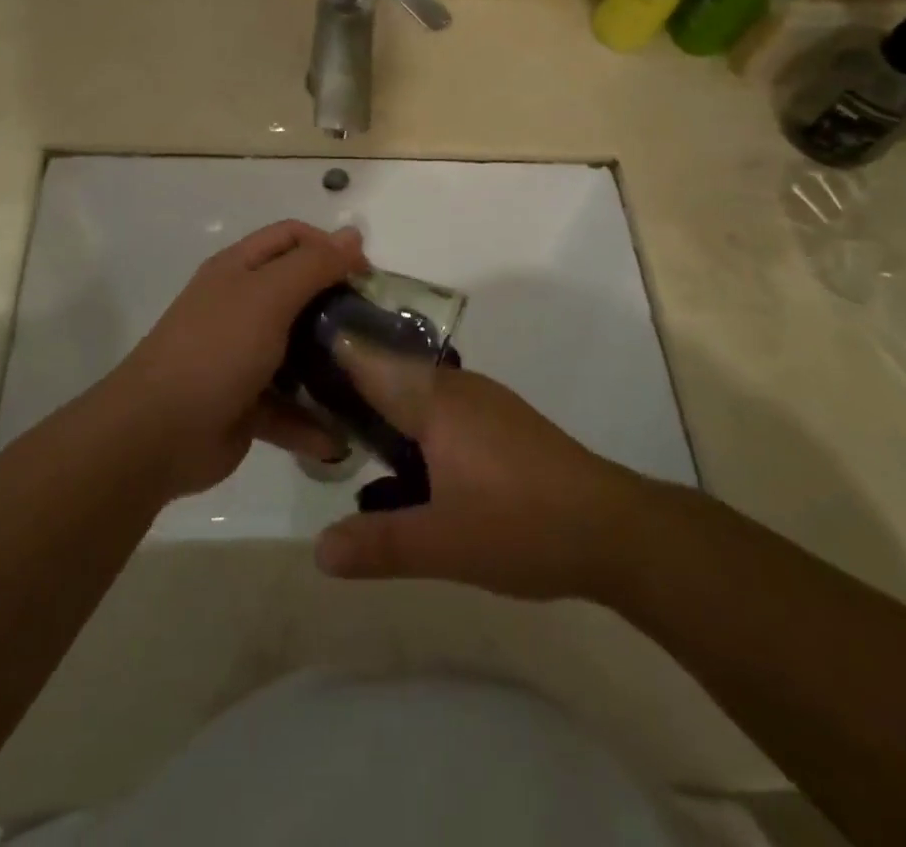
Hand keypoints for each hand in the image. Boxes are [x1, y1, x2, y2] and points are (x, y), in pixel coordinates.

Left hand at [107, 220, 365, 500]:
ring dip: (332, 369)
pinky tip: (341, 440)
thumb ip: (313, 264)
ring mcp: (242, 357)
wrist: (157, 433)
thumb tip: (353, 234)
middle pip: (299, 294)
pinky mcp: (247, 405)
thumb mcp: (268, 296)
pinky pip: (289, 408)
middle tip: (377, 329)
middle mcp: (240, 307)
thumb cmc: (217, 349)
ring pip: (299, 353)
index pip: (292, 238)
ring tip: (372, 382)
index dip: (330, 246)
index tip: (367, 276)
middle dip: (339, 308)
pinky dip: (312, 423)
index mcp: (239, 270)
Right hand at [314, 348, 644, 600]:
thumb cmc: (522, 526)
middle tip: (310, 409)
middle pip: (391, 372)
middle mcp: (457, 387)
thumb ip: (378, 544)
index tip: (291, 358)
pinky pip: (444, 410)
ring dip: (386, 409)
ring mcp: (485, 403)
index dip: (329, 354)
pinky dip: (416, 425)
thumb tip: (317, 551)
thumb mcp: (442, 545)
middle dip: (351, 387)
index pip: (368, 360)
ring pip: (419, 393)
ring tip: (351, 440)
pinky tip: (410, 467)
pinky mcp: (504, 424)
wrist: (615, 530)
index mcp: (434, 399)